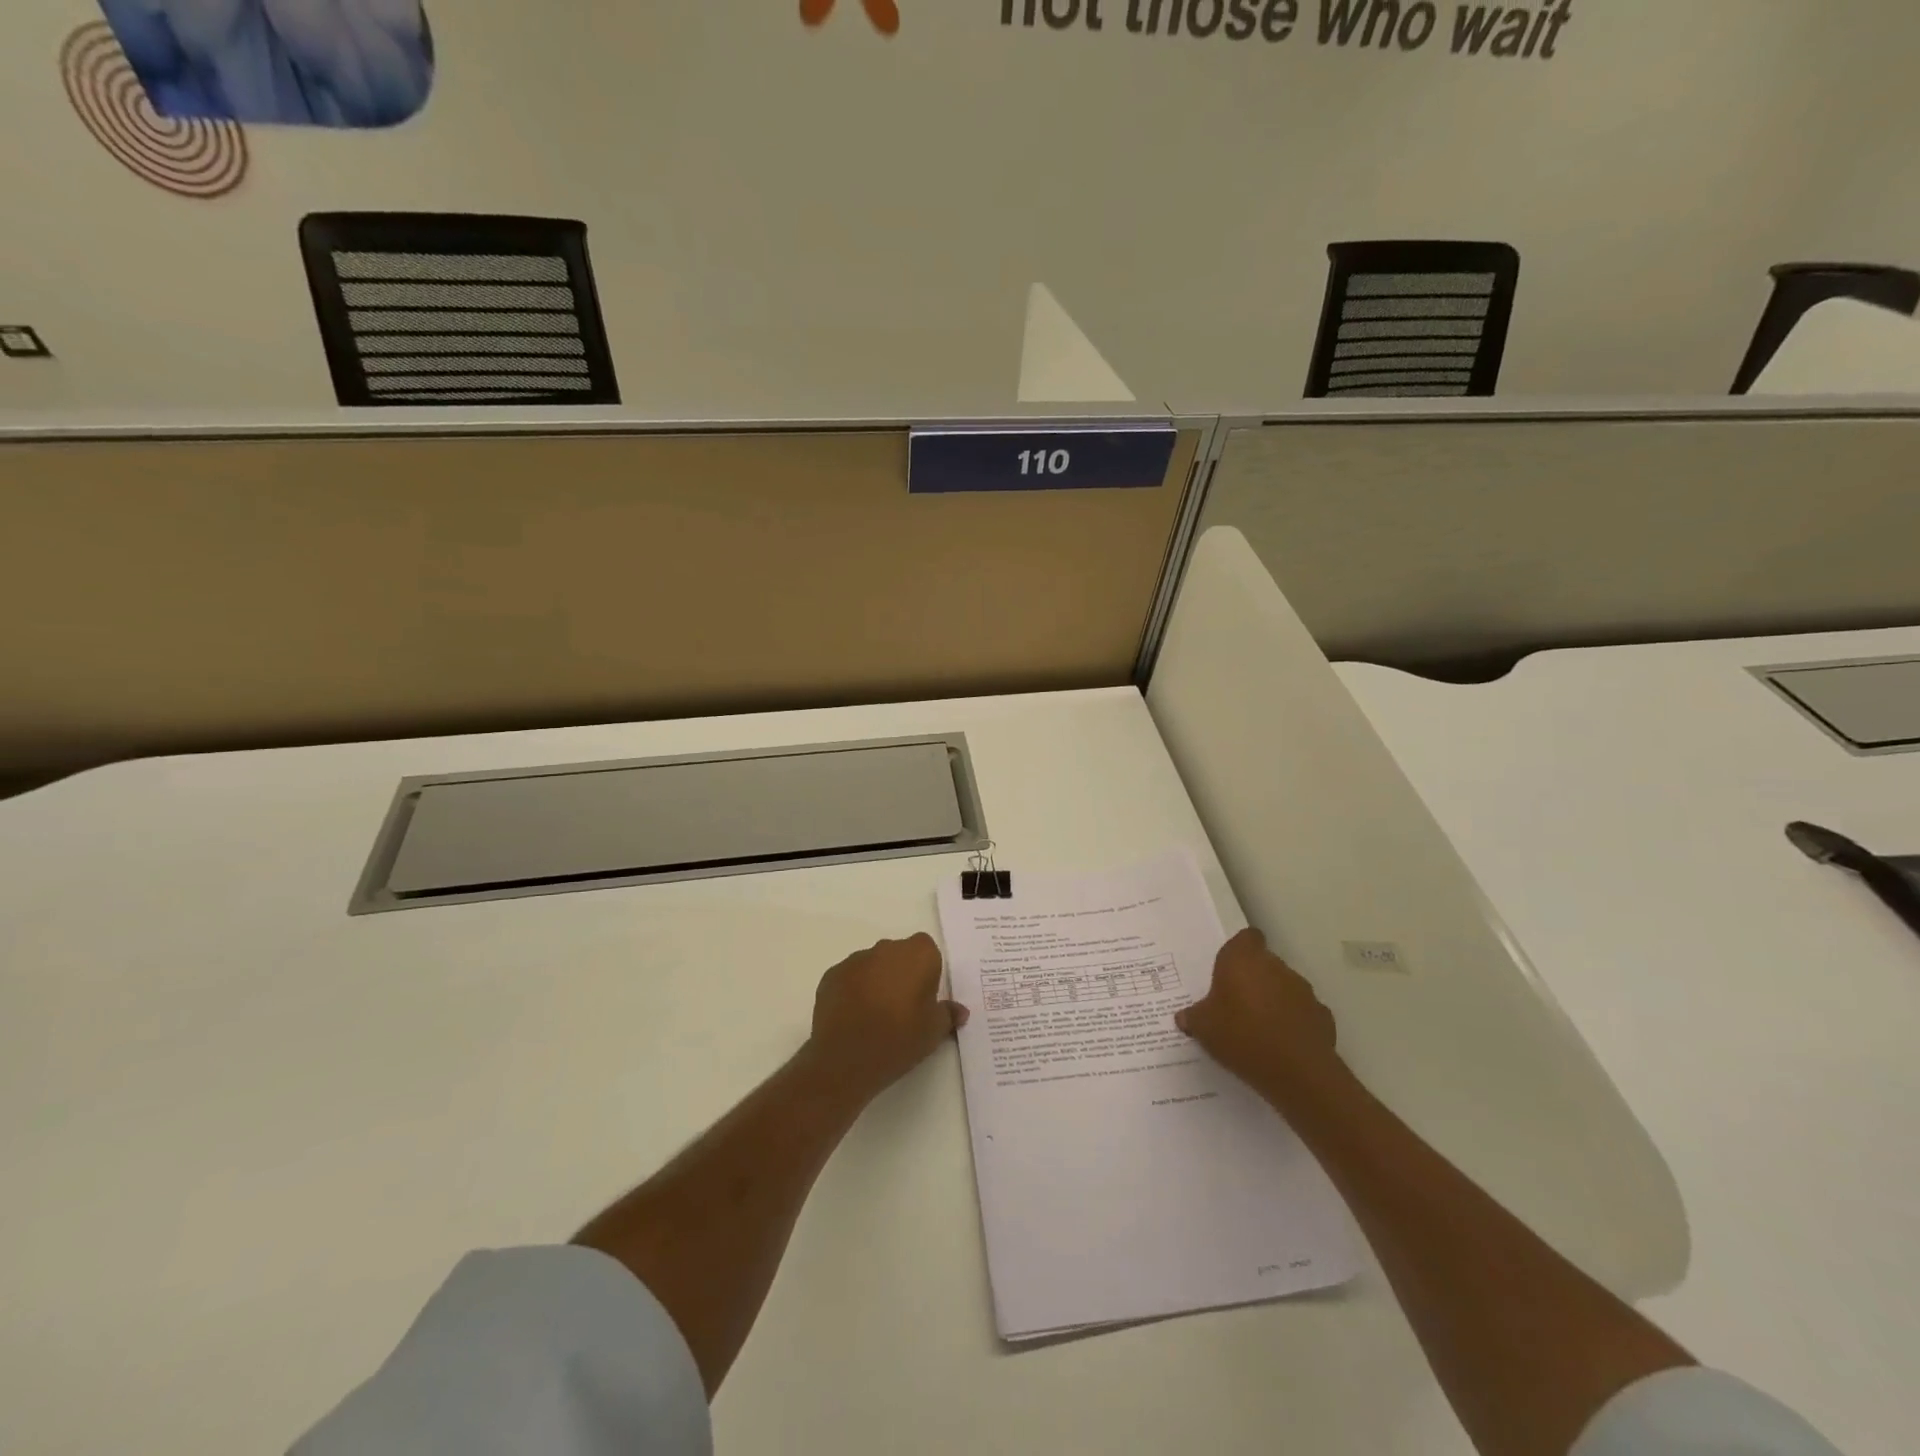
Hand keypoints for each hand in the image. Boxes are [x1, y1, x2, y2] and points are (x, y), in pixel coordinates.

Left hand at [805, 933, 968, 1100]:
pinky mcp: (832, 975)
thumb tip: (959, 1011)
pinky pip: (850, 978)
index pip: (928, 950)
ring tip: (875, 1016)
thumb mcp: (933, 1032)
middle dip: (902, 974)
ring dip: (877, 981)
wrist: (845, 1059)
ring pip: (873, 965)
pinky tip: (854, 1018)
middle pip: (899, 954)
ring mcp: (855, 960)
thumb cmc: (898, 1039)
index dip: (927, 972)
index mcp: (918, 955)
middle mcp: (886, 948)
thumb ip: (948, 1015)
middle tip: (903, 1009)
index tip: (925, 998)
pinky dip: (854, 991)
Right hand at [1176, 928, 1346, 1107]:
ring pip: (1285, 987)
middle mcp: (1275, 966)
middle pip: (1264, 963)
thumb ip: (1193, 1017)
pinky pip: (1303, 1012)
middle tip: (1236, 1005)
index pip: (1246, 938)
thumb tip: (1185, 1017)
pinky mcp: (1323, 1016)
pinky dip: (1294, 1022)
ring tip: (1259, 1028)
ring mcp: (1303, 990)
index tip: (1229, 970)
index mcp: (1243, 959)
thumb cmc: (1240, 1035)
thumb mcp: (1203, 1028)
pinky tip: (1282, 1044)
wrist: (1297, 1071)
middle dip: (1253, 979)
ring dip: (1274, 1000)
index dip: (1239, 951)